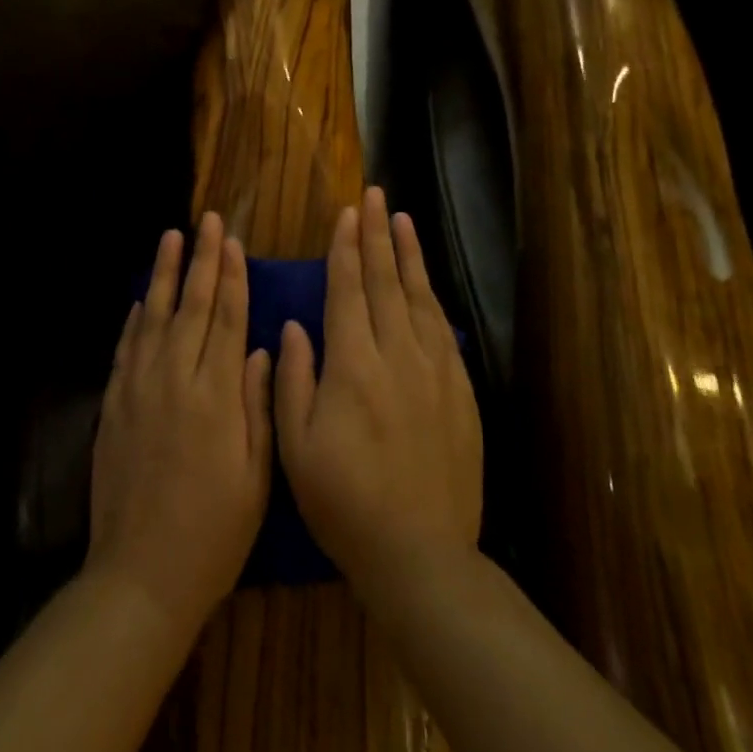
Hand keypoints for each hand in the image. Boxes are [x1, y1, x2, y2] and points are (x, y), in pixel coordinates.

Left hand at [87, 211, 273, 634]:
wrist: (141, 573)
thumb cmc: (214, 530)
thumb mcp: (256, 474)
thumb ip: (259, 405)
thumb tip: (262, 348)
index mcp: (216, 395)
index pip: (227, 319)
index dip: (232, 277)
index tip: (233, 243)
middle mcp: (176, 379)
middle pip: (192, 305)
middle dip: (201, 260)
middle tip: (205, 221)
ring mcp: (139, 389)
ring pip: (154, 316)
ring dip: (164, 274)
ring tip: (171, 238)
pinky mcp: (113, 405)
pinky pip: (126, 348)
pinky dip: (134, 319)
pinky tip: (140, 299)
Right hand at [275, 188, 482, 601]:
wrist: (421, 555)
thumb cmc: (345, 503)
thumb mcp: (297, 448)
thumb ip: (292, 380)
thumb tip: (294, 326)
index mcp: (353, 367)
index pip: (349, 291)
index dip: (346, 248)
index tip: (346, 214)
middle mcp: (397, 357)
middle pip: (386, 282)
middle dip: (378, 235)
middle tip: (375, 196)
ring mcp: (435, 373)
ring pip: (419, 298)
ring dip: (409, 255)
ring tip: (402, 219)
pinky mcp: (460, 393)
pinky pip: (442, 330)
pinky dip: (432, 297)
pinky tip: (426, 282)